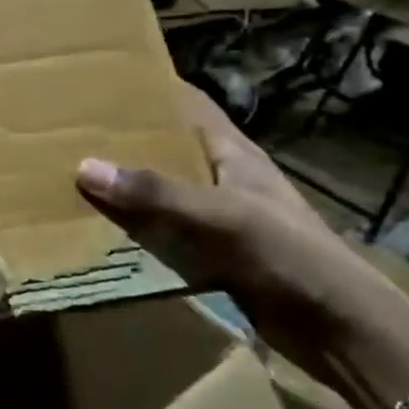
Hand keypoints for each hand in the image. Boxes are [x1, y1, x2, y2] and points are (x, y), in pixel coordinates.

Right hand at [75, 84, 401, 374]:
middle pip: (166, 147)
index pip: (189, 105)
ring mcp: (217, 218)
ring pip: (159, 191)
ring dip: (123, 186)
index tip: (102, 79)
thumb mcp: (221, 216)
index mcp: (233, 154)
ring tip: (69, 174)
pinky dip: (132, 227)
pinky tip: (97, 228)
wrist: (340, 329)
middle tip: (68, 129)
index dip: (152, 88)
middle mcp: (222, 178)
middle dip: (124, 138)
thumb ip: (156, 193)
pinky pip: (161, 231)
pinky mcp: (211, 254)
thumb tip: (84, 167)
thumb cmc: (289, 255)